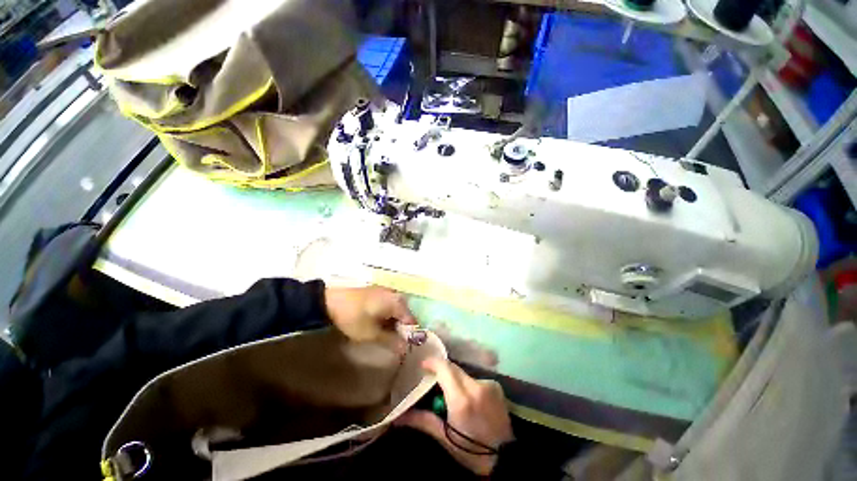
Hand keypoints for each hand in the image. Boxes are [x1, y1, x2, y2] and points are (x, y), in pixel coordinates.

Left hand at [324, 286, 416, 351]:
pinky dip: (387, 315)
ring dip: (394, 322)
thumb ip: (391, 341)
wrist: (331, 302)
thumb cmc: (354, 318)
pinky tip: (380, 324)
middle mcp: (395, 294)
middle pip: (405, 314)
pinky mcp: (378, 292)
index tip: (405, 347)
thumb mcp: (372, 334)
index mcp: (397, 302)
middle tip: (394, 342)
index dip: (410, 334)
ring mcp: (386, 291)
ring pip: (396, 310)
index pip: (411, 320)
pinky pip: (389, 305)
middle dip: (401, 328)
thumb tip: (406, 349)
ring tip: (386, 335)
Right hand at [396, 358, 513, 474]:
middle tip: (434, 381)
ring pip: (465, 373)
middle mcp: (475, 386)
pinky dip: (469, 385)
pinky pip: (476, 379)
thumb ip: (423, 420)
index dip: (432, 363)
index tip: (423, 365)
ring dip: (456, 380)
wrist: (505, 460)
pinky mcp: (496, 386)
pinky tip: (470, 400)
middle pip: (454, 368)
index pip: (444, 368)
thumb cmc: (471, 452)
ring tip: (452, 396)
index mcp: (461, 399)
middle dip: (443, 371)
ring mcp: (488, 385)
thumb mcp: (444, 437)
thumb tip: (399, 417)